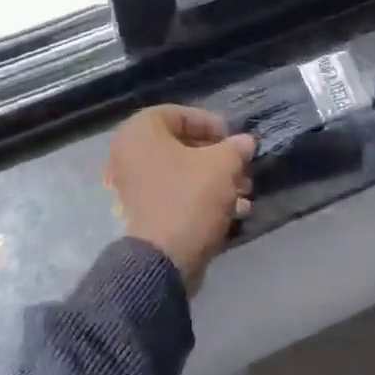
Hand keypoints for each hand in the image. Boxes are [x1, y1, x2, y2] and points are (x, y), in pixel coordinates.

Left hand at [104, 106, 255, 290]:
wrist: (164, 261)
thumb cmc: (190, 198)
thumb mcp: (223, 165)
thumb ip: (236, 147)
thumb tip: (245, 141)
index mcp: (140, 132)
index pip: (179, 114)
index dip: (211, 123)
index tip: (233, 138)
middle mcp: (129, 154)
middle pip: (182, 146)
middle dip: (218, 157)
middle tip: (243, 168)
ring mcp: (133, 186)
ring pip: (182, 173)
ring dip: (215, 180)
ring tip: (245, 193)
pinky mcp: (143, 213)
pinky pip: (175, 194)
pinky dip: (202, 198)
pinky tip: (234, 212)